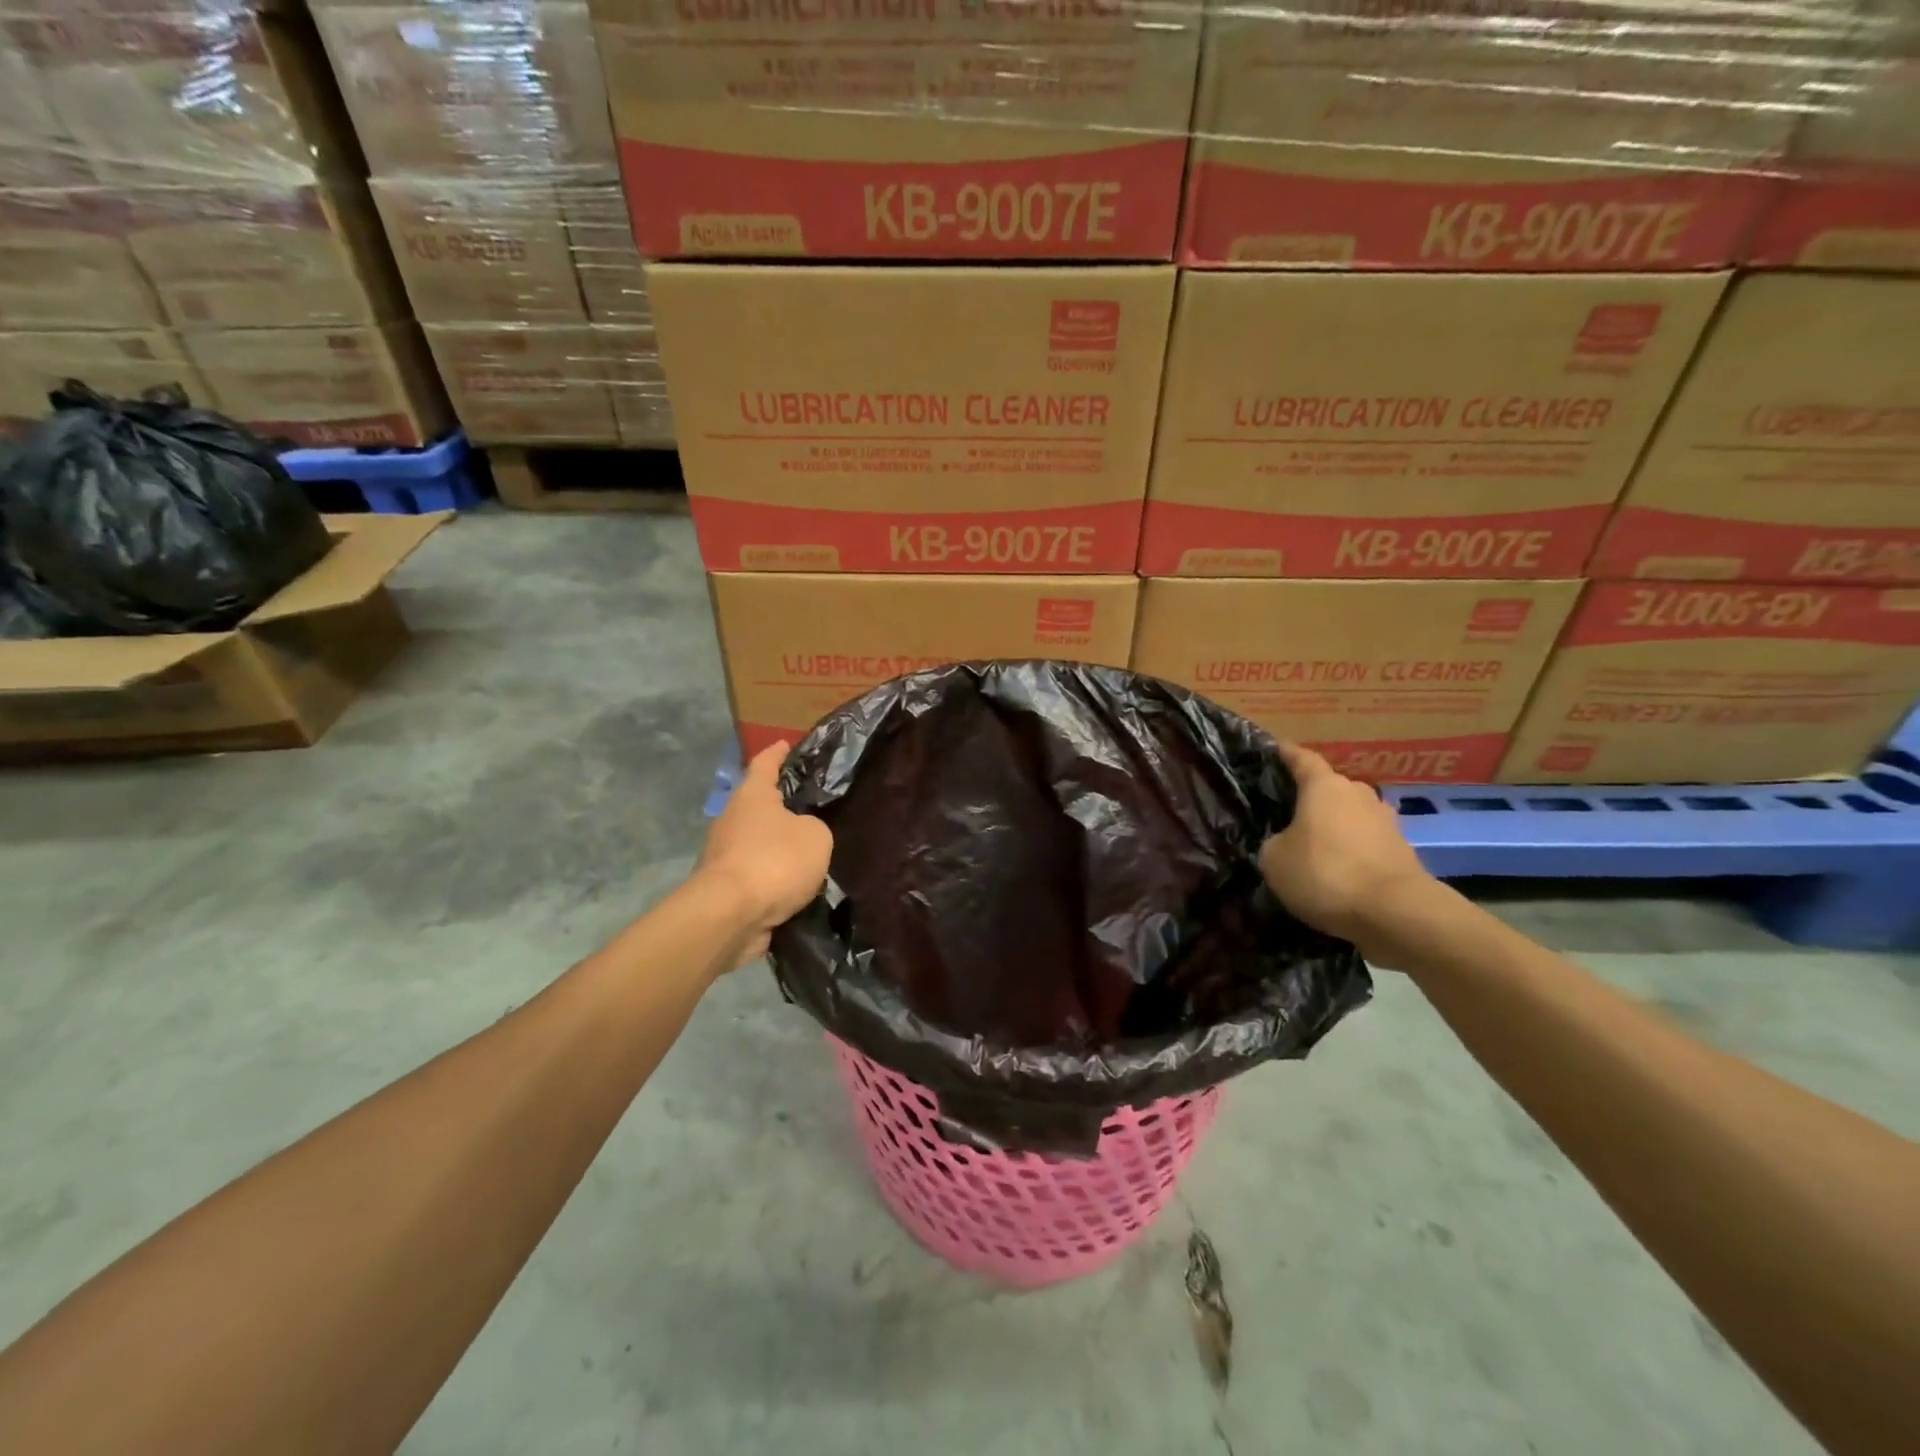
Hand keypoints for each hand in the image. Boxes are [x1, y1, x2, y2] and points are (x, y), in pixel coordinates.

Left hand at [697, 742, 833, 965]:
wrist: (730, 915)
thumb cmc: (774, 861)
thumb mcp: (816, 836)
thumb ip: (814, 827)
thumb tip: (802, 834)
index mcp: (753, 795)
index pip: (765, 763)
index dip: (778, 753)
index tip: (786, 744)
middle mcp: (732, 818)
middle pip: (758, 803)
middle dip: (781, 805)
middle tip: (811, 806)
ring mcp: (724, 853)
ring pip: (757, 841)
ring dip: (778, 846)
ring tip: (809, 852)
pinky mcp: (724, 886)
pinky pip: (757, 873)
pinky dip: (773, 877)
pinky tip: (795, 885)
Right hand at [1259, 741, 1432, 948]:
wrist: (1396, 913)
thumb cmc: (1325, 873)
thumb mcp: (1274, 859)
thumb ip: (1275, 842)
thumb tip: (1285, 842)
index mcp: (1325, 786)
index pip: (1302, 759)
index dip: (1286, 754)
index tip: (1274, 748)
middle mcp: (1358, 794)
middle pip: (1330, 788)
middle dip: (1311, 798)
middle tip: (1288, 812)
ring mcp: (1386, 822)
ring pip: (1351, 816)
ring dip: (1334, 827)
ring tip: (1314, 845)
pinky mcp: (1402, 852)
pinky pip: (1367, 844)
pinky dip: (1352, 852)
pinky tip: (1338, 871)